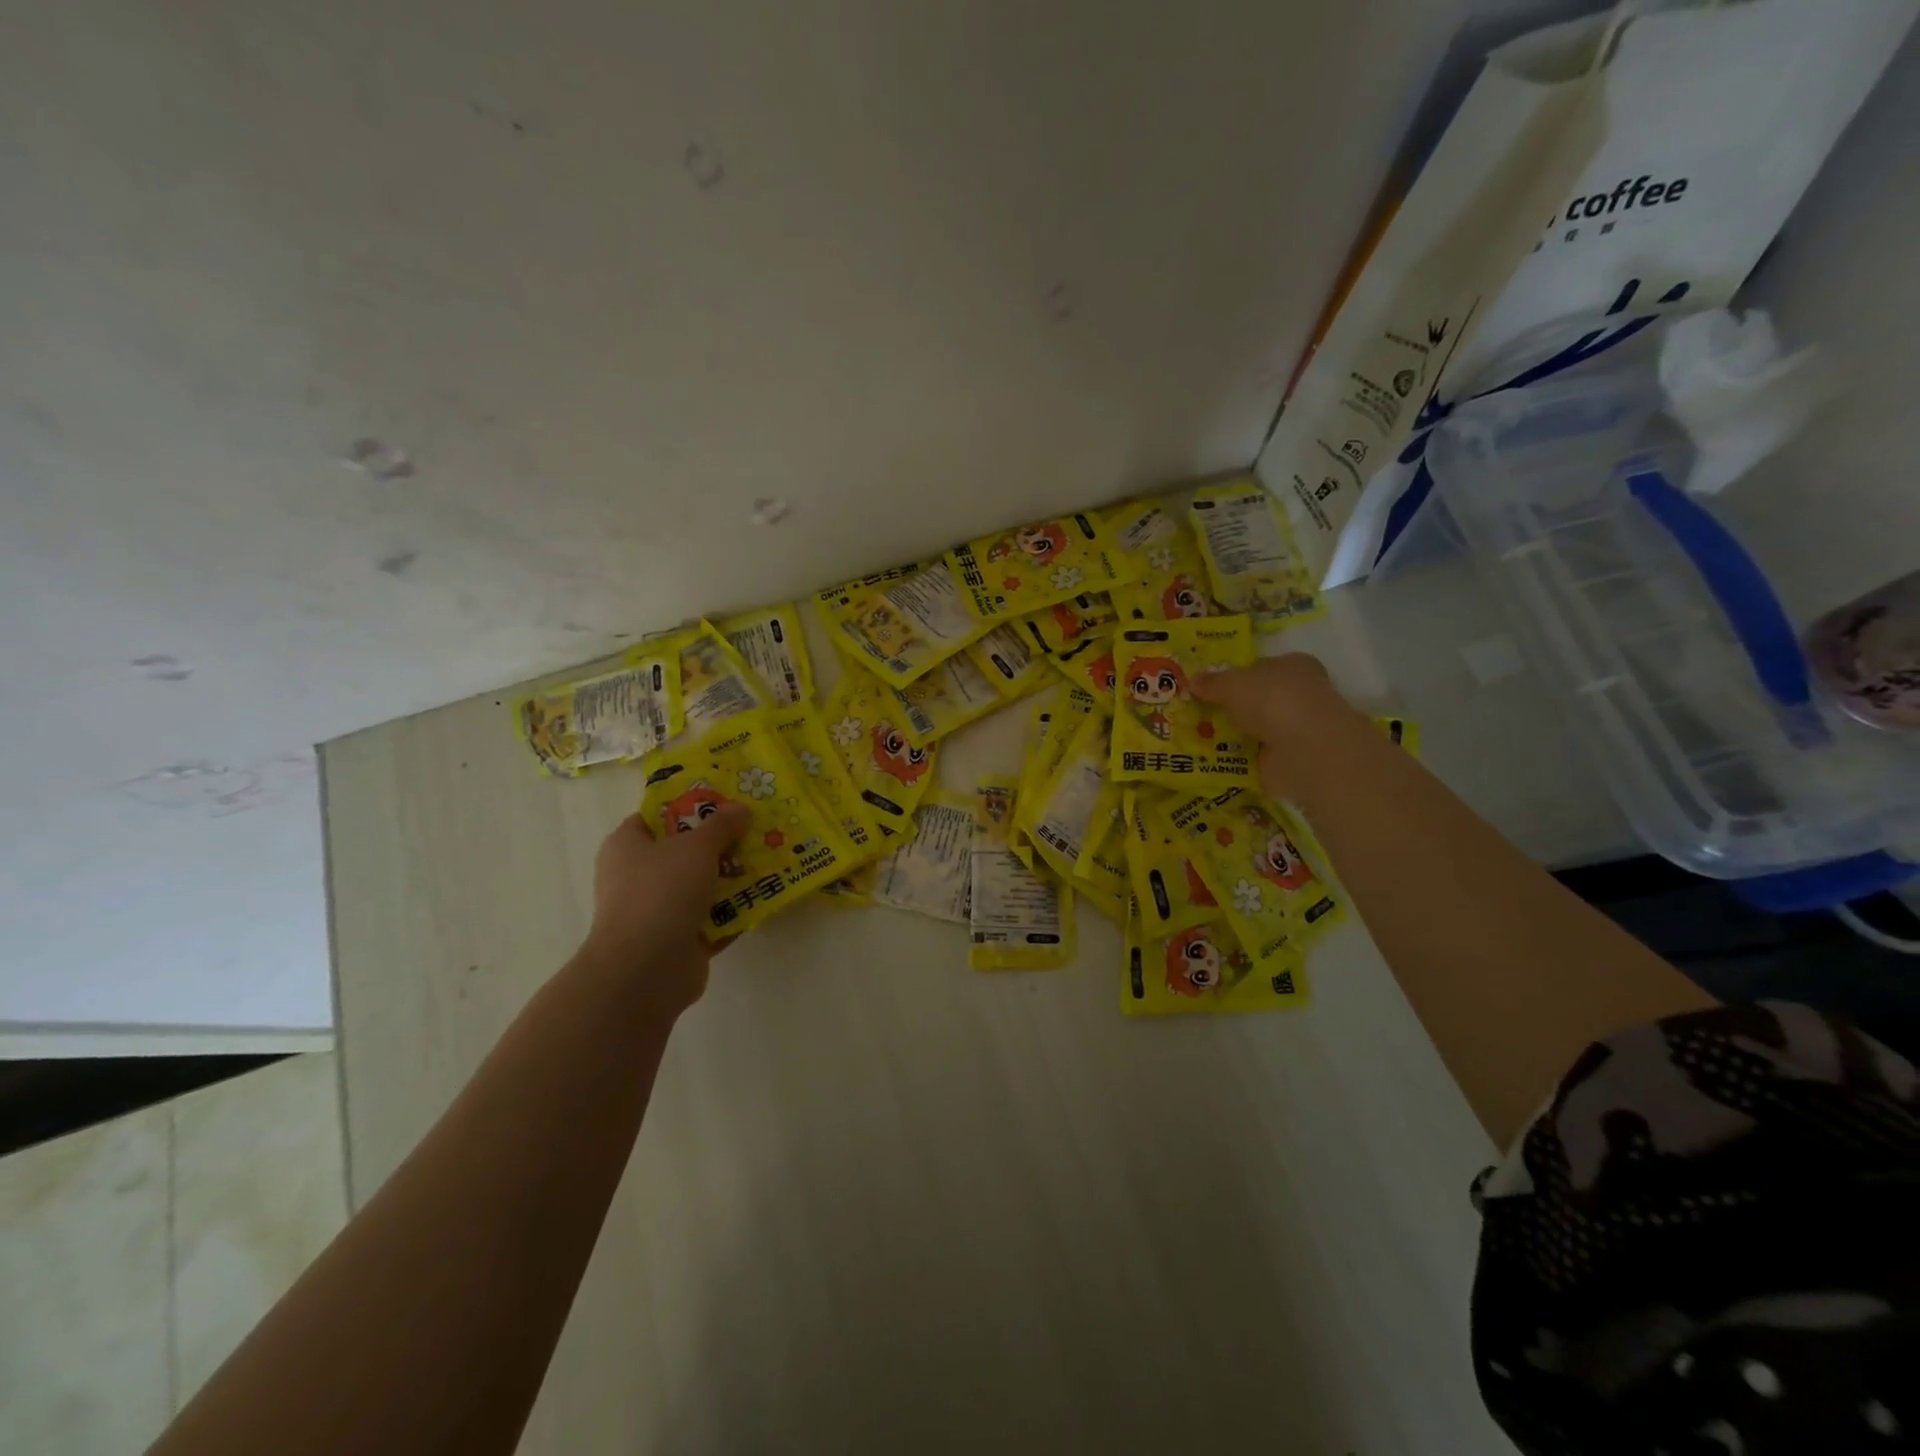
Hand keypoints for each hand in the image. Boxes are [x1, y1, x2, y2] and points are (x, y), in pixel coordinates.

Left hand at [579, 803, 751, 1012]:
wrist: (647, 969)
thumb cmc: (662, 892)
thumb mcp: (697, 847)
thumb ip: (721, 825)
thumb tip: (741, 808)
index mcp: (627, 846)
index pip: (655, 817)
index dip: (688, 807)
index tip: (724, 802)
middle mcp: (636, 877)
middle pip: (683, 852)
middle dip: (719, 843)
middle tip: (755, 830)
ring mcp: (656, 912)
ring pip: (700, 886)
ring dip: (731, 878)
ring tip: (768, 861)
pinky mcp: (677, 941)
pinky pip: (711, 919)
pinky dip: (734, 912)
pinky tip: (765, 899)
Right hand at [1194, 653, 1360, 801]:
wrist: (1302, 749)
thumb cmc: (1272, 700)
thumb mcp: (1231, 684)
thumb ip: (1212, 683)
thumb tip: (1192, 681)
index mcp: (1294, 666)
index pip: (1263, 667)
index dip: (1238, 675)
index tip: (1211, 687)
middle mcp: (1300, 695)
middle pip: (1259, 699)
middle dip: (1234, 708)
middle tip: (1199, 713)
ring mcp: (1296, 730)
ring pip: (1257, 728)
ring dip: (1234, 734)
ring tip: (1197, 738)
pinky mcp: (1290, 760)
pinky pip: (1256, 756)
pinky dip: (1238, 759)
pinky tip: (1213, 760)